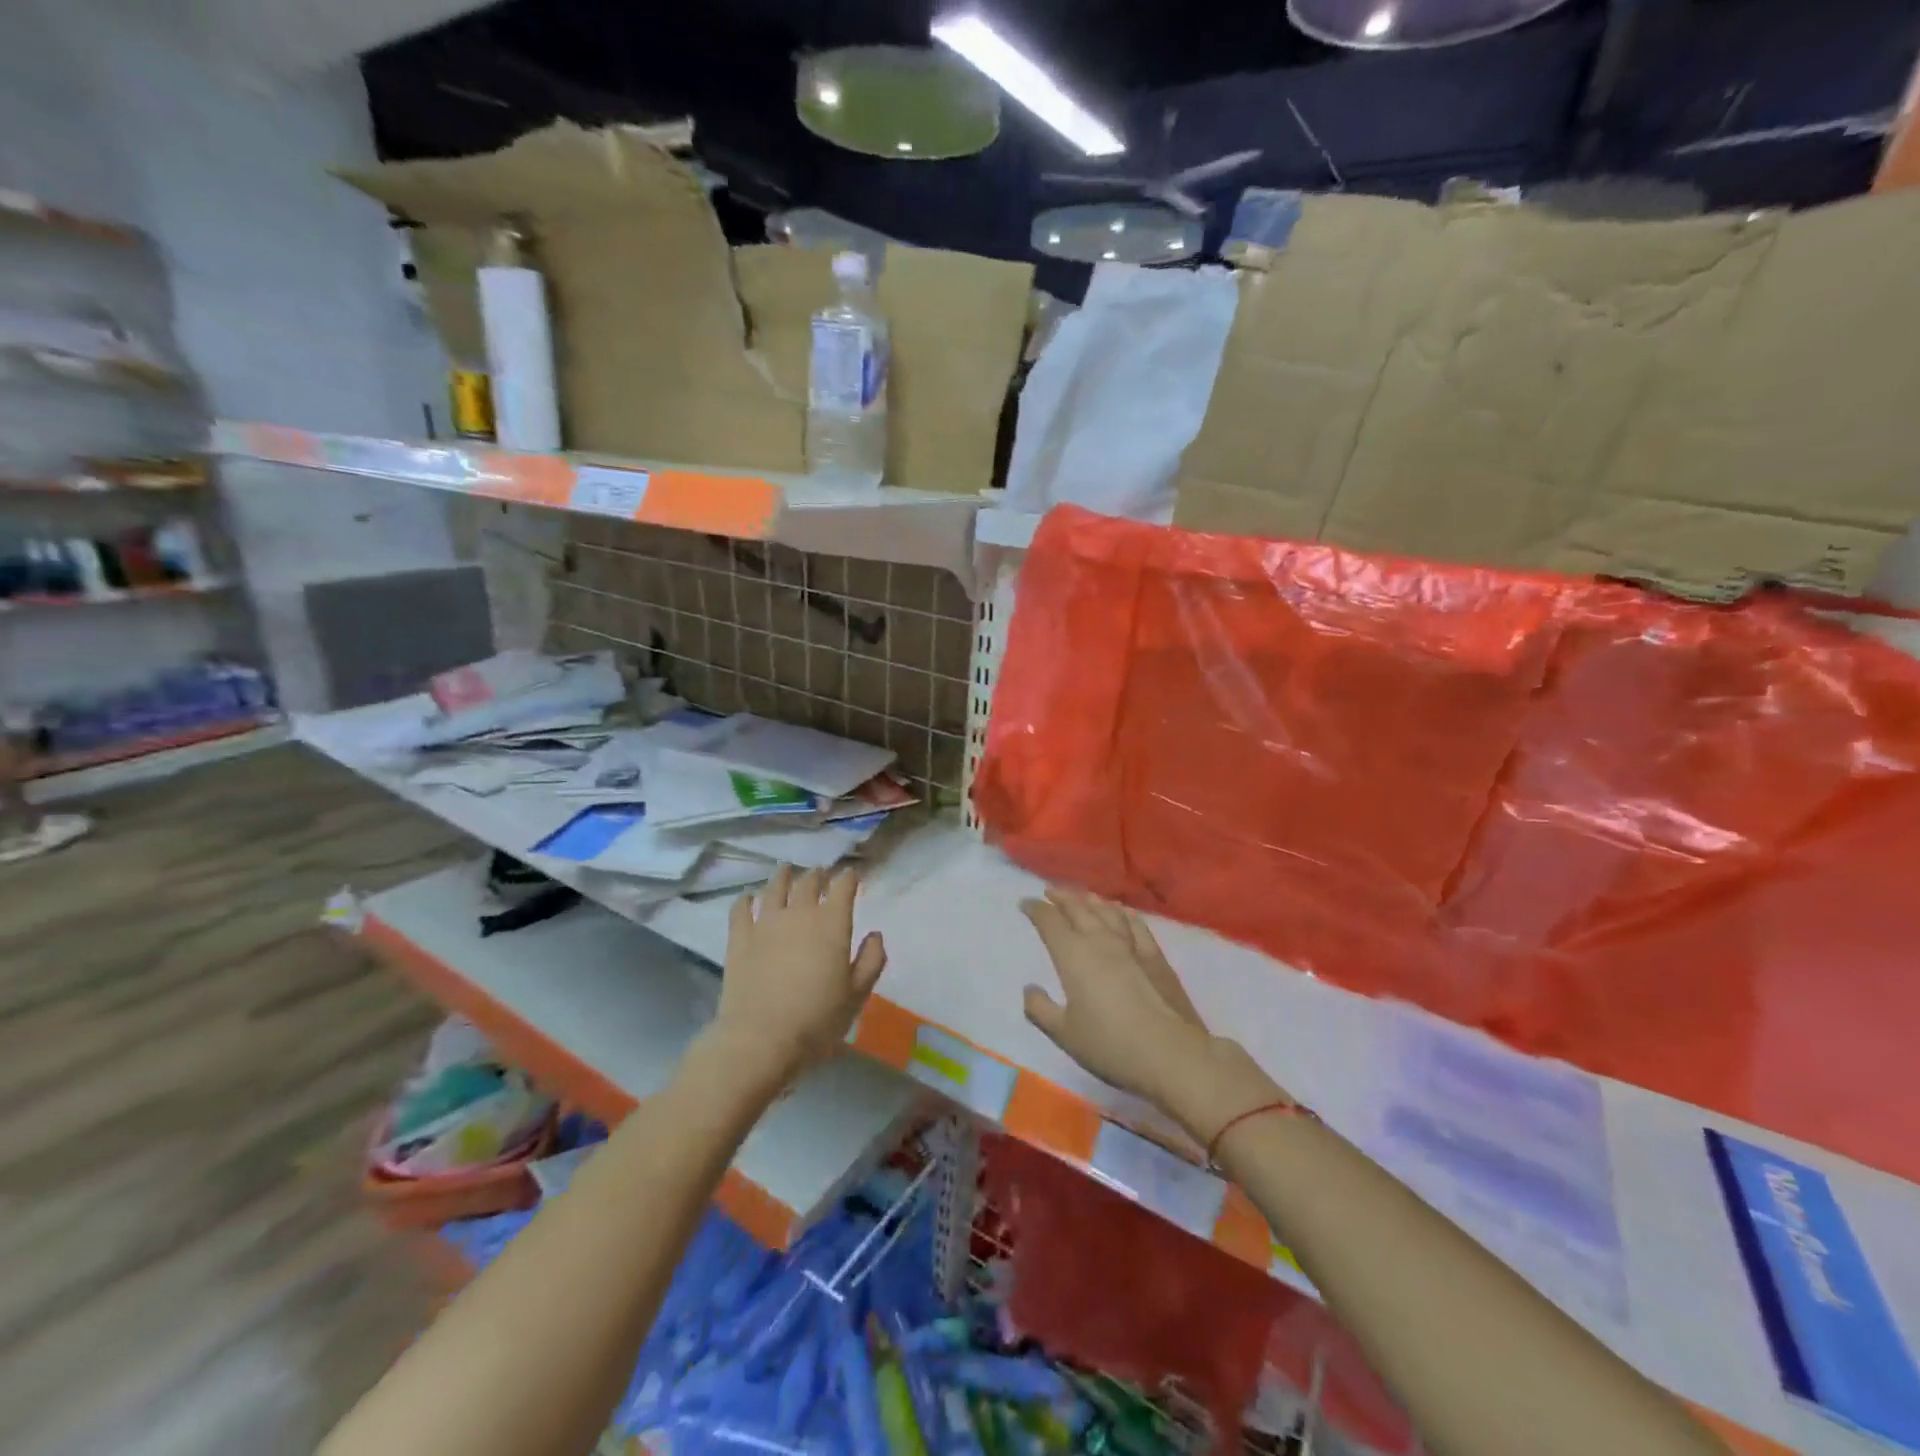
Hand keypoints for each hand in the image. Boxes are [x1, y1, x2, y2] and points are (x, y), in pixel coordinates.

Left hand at [705, 864, 886, 1088]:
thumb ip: (871, 960)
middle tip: (821, 874)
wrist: (761, 1039)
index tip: (853, 875)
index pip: (843, 887)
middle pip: (809, 882)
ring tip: (787, 870)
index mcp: (832, 923)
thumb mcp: (857, 995)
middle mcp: (799, 913)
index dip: (849, 877)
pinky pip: (741, 909)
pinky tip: (748, 897)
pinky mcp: (739, 938)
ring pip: (775, 887)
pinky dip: (746, 899)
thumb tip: (875, 935)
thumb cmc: (817, 1020)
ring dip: (784, 876)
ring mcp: (765, 923)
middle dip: (818, 875)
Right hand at [1019, 887, 1284, 1141]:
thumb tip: (1030, 989)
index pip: (1049, 922)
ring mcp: (1131, 944)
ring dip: (1090, 900)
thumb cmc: (1110, 1045)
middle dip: (1061, 897)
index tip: (1026, 903)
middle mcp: (1100, 940)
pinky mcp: (1155, 955)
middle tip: (1050, 891)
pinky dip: (1123, 913)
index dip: (1036, 909)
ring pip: (1106, 911)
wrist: (1170, 1052)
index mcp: (1073, 955)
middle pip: (1078, 908)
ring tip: (1081, 896)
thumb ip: (1041, 1009)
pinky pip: (1136, 923)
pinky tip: (1121, 911)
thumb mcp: (1064, 1034)